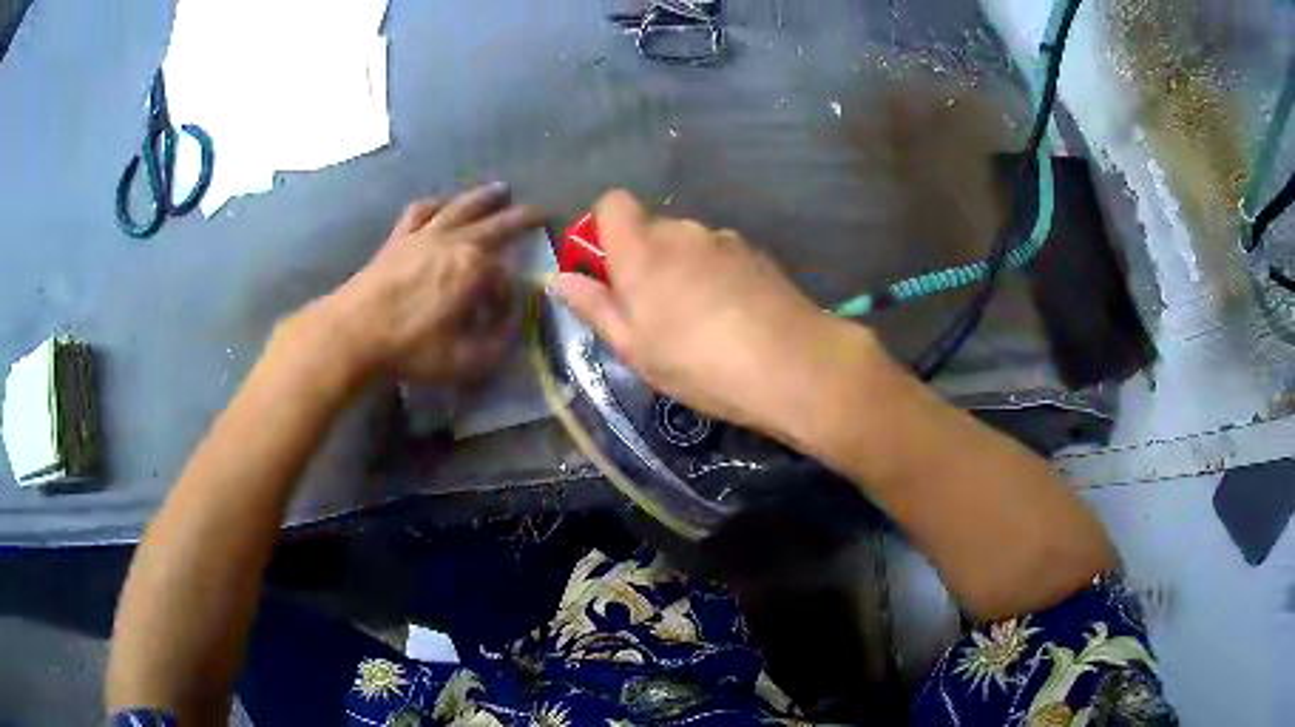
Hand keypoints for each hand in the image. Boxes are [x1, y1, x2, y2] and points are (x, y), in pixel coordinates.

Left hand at [321, 183, 543, 384]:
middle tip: (539, 212)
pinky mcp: (399, 238)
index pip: (505, 279)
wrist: (354, 332)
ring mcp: (424, 235)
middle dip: (520, 220)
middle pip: (495, 225)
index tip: (502, 318)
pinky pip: (420, 212)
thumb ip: (496, 346)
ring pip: (461, 207)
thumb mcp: (463, 361)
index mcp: (475, 269)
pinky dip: (434, 205)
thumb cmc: (410, 348)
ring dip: (484, 198)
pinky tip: (441, 204)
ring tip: (500, 189)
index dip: (509, 299)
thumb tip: (512, 328)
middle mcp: (455, 243)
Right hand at [552, 190, 860, 432]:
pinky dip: (714, 275)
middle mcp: (683, 232)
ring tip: (698, 321)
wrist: (793, 364)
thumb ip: (595, 307)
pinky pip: (719, 255)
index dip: (602, 227)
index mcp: (642, 251)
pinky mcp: (756, 254)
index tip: (606, 270)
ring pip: (688, 243)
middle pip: (650, 228)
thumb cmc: (700, 363)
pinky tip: (731, 316)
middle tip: (653, 312)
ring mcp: (724, 240)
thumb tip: (559, 278)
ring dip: (681, 269)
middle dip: (643, 259)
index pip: (612, 203)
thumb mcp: (635, 348)